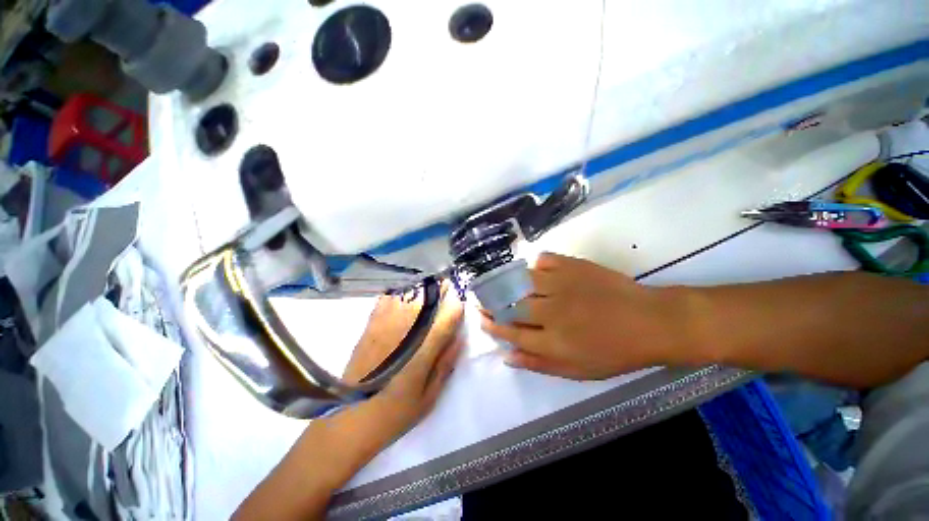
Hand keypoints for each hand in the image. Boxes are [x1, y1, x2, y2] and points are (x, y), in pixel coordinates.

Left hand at [339, 287, 464, 450]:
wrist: (349, 420)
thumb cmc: (394, 413)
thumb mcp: (428, 397)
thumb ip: (445, 364)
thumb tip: (459, 338)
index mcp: (422, 352)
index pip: (445, 320)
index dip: (456, 305)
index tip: (462, 296)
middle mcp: (404, 333)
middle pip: (426, 301)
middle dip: (439, 289)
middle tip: (447, 283)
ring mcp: (384, 328)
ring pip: (406, 296)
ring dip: (421, 287)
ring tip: (429, 283)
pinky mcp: (369, 327)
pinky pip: (385, 301)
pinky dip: (397, 292)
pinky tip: (403, 291)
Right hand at [481, 253, 688, 379]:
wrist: (651, 322)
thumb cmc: (615, 352)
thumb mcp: (577, 371)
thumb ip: (539, 364)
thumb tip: (507, 356)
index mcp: (552, 341)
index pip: (510, 332)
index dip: (492, 325)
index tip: (481, 319)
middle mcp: (551, 312)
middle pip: (511, 306)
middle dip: (492, 303)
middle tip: (483, 300)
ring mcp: (562, 285)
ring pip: (523, 281)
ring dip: (508, 282)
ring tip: (500, 282)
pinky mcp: (574, 267)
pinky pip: (545, 259)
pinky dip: (537, 264)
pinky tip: (536, 270)